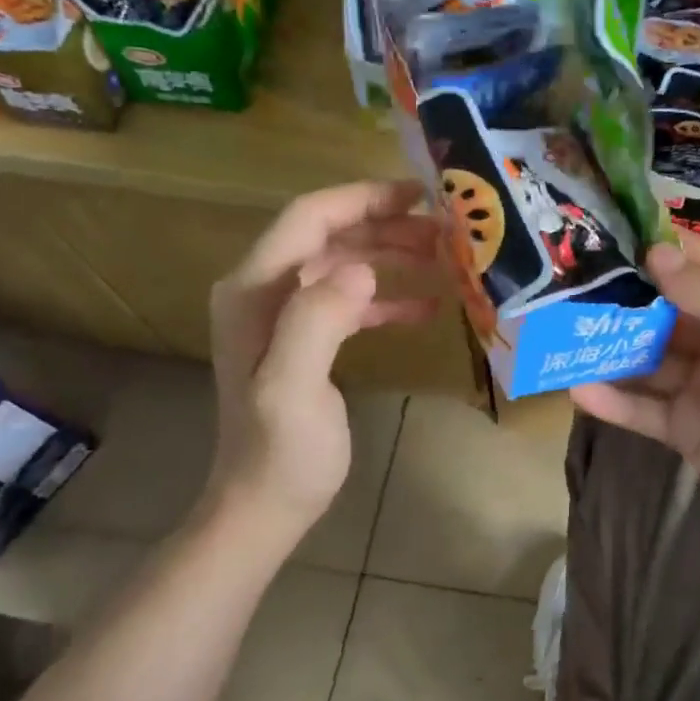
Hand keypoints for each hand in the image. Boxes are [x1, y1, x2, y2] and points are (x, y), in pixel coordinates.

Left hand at [201, 181, 440, 535]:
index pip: (308, 219)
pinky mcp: (306, 341)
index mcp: (255, 291)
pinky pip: (350, 302)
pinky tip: (427, 307)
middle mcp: (264, 292)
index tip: (419, 194)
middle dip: (386, 226)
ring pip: (343, 264)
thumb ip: (318, 320)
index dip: (363, 198)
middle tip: (444, 231)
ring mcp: (284, 317)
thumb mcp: (292, 388)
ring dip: (390, 256)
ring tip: (442, 258)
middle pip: (329, 236)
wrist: (263, 506)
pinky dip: (386, 298)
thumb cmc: (280, 453)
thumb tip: (362, 269)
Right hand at [572, 232, 699, 554]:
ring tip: (559, 334)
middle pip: (661, 313)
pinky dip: (613, 401)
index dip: (656, 250)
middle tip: (564, 284)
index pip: (698, 267)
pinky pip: (643, 409)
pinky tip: (578, 391)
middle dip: (619, 300)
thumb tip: (654, 253)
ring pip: (645, 360)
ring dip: (608, 350)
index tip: (604, 233)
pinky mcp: (685, 431)